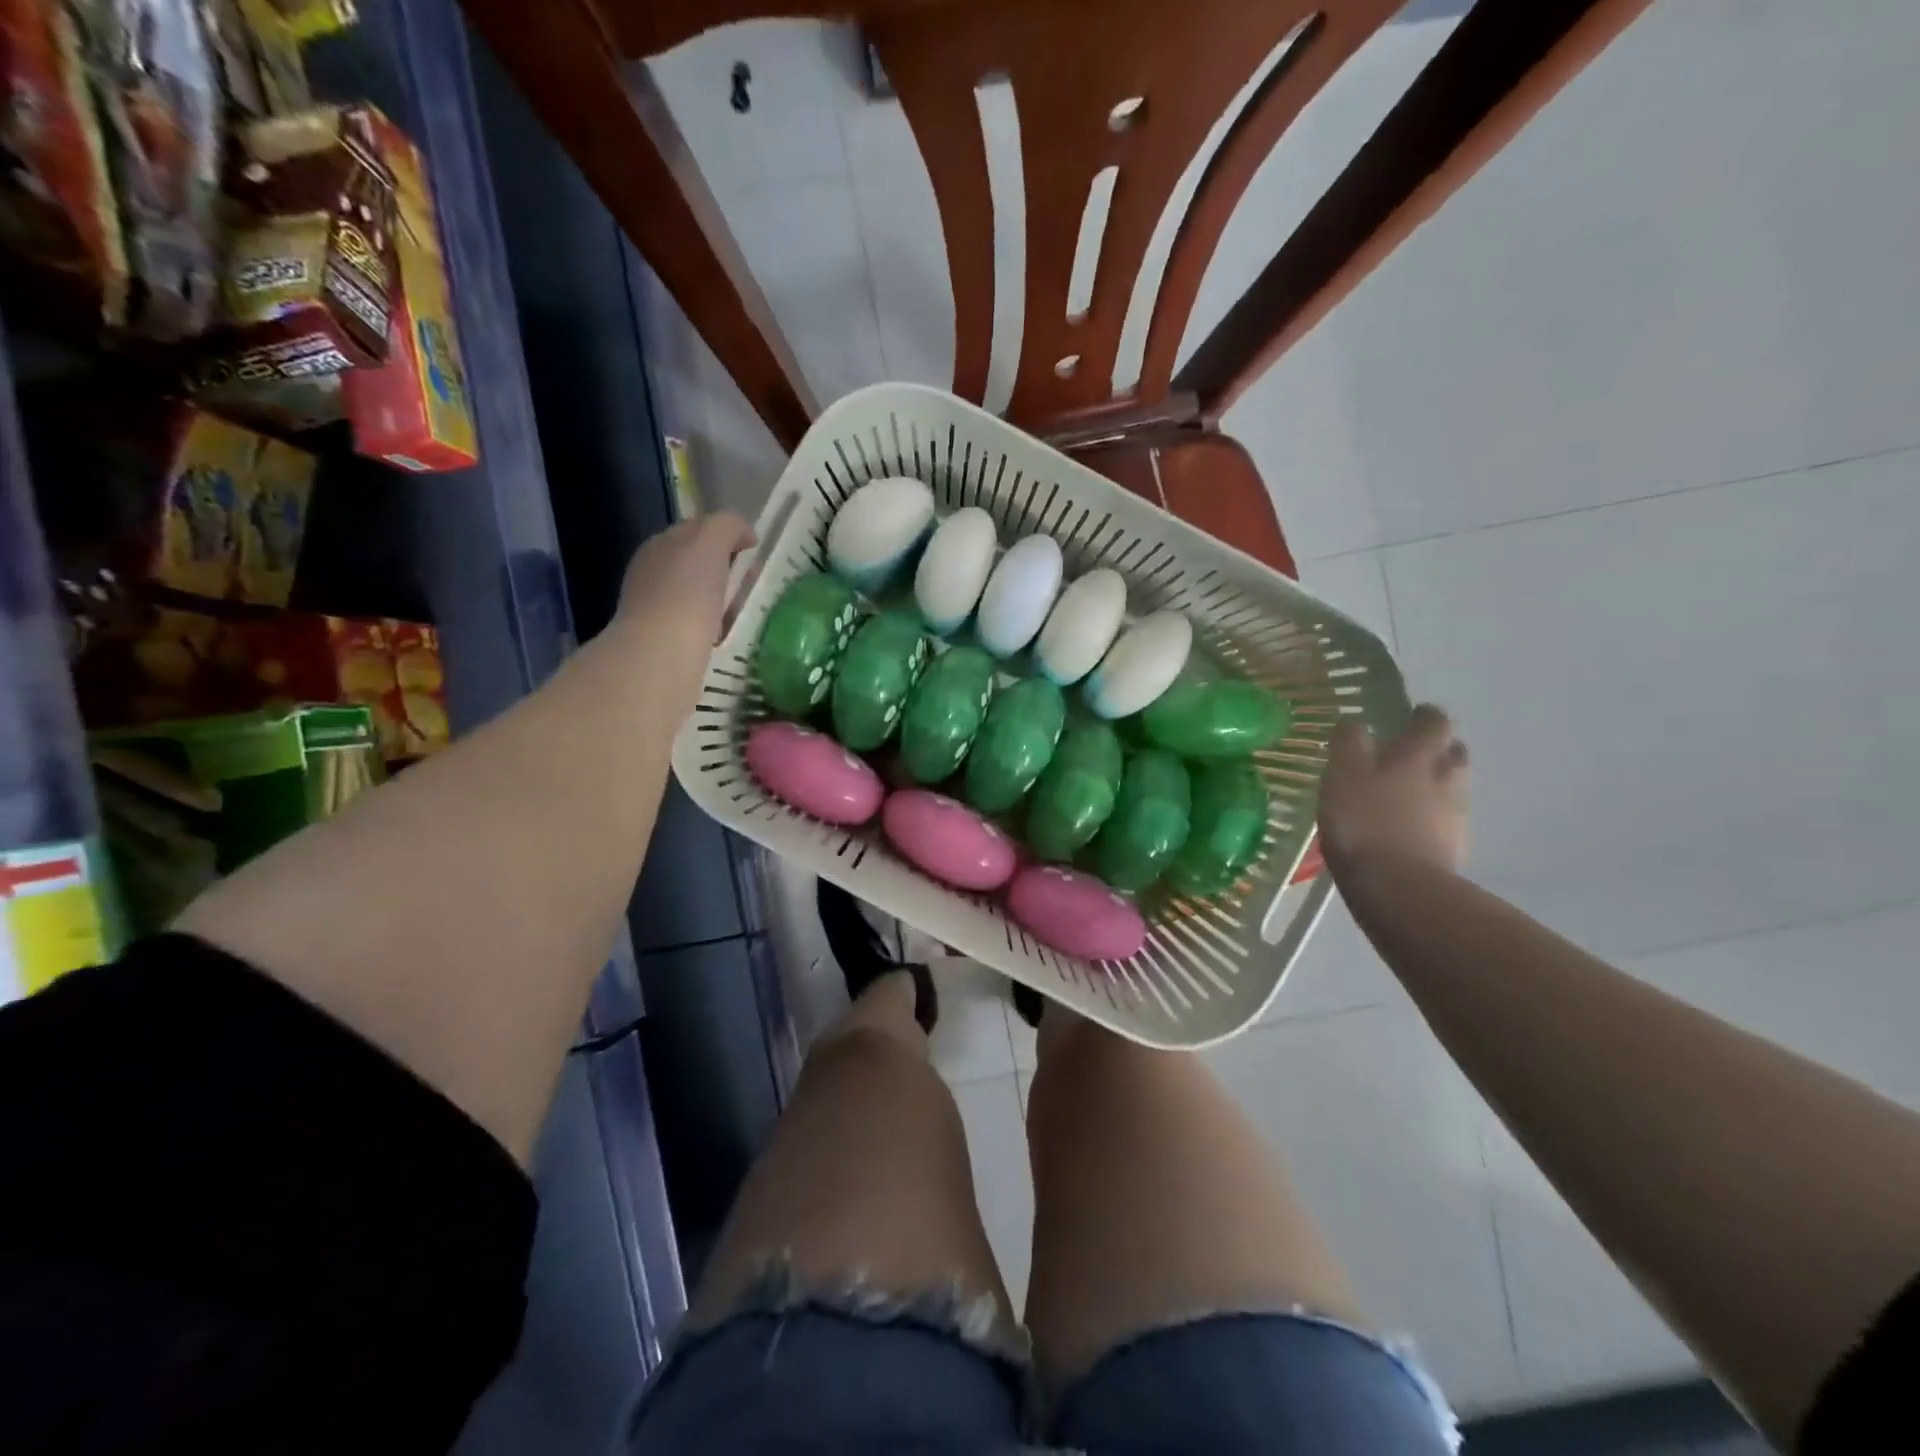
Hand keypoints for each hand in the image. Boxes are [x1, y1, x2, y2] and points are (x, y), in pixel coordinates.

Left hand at [615, 512, 754, 640]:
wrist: (661, 656)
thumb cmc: (687, 595)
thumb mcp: (709, 543)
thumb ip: (726, 526)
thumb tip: (744, 534)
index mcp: (660, 544)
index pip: (700, 530)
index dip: (729, 537)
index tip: (753, 555)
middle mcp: (653, 571)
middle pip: (702, 564)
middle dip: (729, 573)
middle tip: (749, 588)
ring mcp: (656, 607)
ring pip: (702, 596)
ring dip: (725, 602)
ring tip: (739, 616)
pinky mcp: (664, 640)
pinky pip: (700, 625)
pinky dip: (716, 628)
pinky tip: (724, 637)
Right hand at [1318, 704, 1469, 876]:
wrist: (1398, 886)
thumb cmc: (1363, 821)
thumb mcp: (1342, 773)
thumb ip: (1349, 743)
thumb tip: (1354, 723)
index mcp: (1418, 755)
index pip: (1433, 721)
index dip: (1423, 716)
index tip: (1409, 717)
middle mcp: (1446, 778)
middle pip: (1453, 752)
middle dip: (1437, 749)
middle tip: (1411, 755)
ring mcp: (1455, 815)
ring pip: (1454, 787)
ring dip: (1437, 784)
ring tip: (1407, 795)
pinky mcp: (1454, 848)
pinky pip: (1448, 821)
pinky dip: (1433, 818)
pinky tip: (1410, 829)